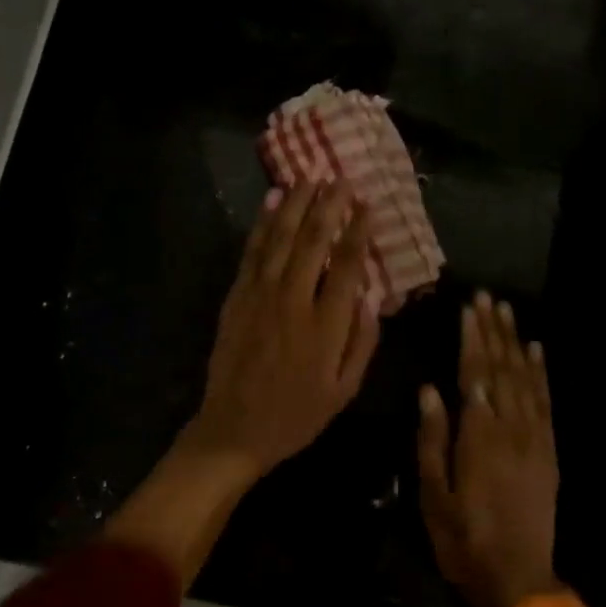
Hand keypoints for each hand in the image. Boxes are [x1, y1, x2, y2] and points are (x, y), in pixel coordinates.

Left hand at [183, 179, 381, 477]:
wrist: (234, 430)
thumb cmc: (296, 415)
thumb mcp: (344, 391)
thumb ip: (362, 342)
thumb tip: (371, 296)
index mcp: (324, 326)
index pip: (345, 265)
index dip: (358, 232)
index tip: (367, 205)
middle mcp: (292, 301)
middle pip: (312, 241)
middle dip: (328, 205)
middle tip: (341, 178)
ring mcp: (259, 296)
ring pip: (280, 238)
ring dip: (296, 204)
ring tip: (310, 176)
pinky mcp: (236, 297)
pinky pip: (251, 252)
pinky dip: (263, 224)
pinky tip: (272, 201)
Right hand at [417, 291, 561, 606]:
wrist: (519, 578)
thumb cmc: (463, 539)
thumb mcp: (433, 494)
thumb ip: (432, 439)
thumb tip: (430, 390)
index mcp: (478, 437)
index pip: (474, 375)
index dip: (472, 338)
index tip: (469, 307)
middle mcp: (510, 428)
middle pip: (501, 368)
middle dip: (493, 330)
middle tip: (488, 296)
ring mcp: (534, 438)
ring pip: (525, 379)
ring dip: (516, 342)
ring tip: (509, 311)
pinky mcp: (548, 451)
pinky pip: (546, 402)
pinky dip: (541, 373)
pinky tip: (536, 351)